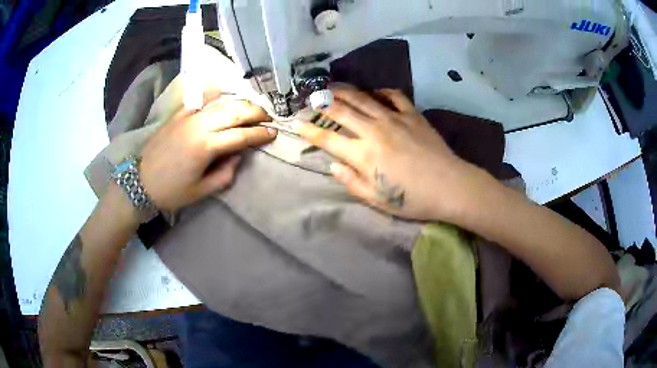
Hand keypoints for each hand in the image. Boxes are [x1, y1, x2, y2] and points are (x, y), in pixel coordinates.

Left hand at [140, 95, 275, 211]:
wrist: (140, 181)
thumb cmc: (171, 191)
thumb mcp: (201, 191)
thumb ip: (226, 173)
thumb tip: (239, 155)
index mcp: (206, 146)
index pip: (241, 135)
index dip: (260, 134)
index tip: (273, 133)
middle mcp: (199, 125)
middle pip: (234, 111)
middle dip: (255, 112)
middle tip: (268, 117)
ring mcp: (188, 116)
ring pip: (221, 102)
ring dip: (240, 103)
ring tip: (251, 108)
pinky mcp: (179, 113)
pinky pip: (202, 99)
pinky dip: (217, 96)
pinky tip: (225, 95)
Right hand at [296, 88, 477, 220]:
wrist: (450, 186)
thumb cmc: (413, 199)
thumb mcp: (377, 200)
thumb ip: (351, 182)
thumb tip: (332, 165)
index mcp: (363, 155)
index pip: (327, 138)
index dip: (309, 130)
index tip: (296, 123)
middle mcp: (373, 131)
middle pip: (340, 110)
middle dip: (322, 103)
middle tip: (311, 98)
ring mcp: (394, 119)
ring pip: (362, 98)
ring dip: (344, 91)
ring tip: (332, 87)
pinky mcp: (412, 114)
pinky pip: (393, 96)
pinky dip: (381, 92)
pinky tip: (374, 93)